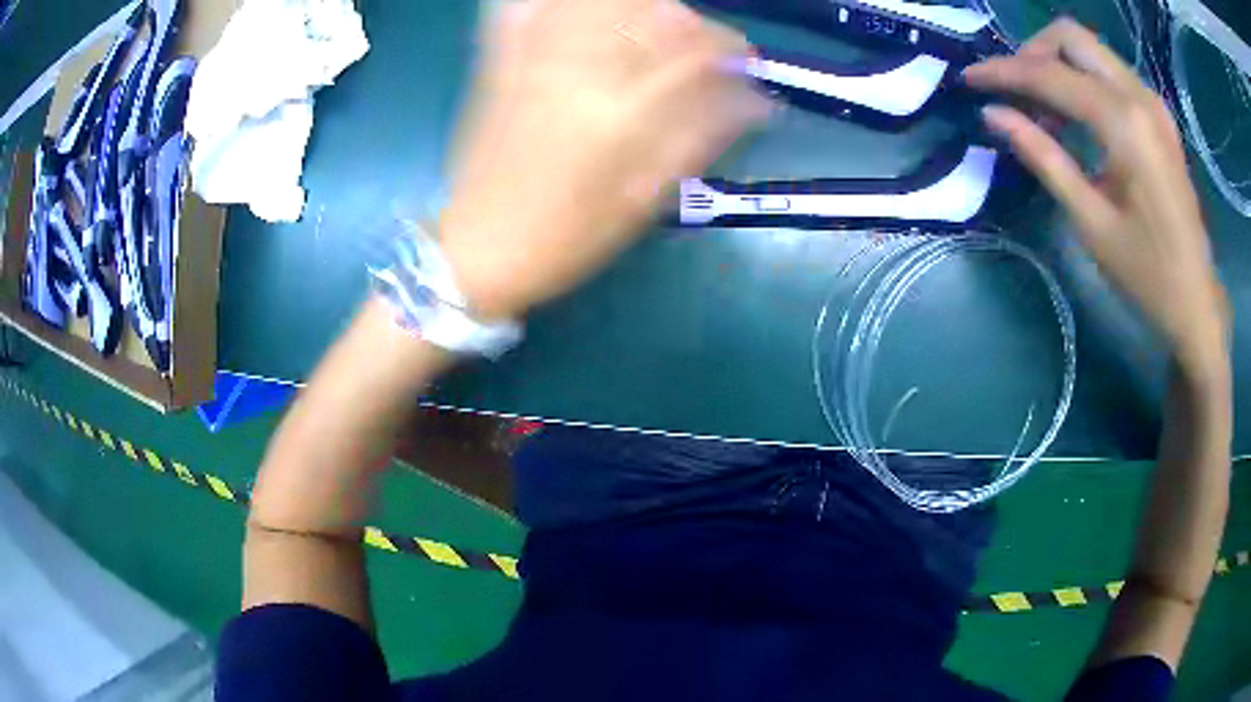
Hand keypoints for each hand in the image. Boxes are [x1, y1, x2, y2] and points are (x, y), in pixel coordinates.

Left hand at [438, 0, 769, 319]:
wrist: (479, 247)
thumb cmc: (568, 237)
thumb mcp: (645, 198)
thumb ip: (701, 138)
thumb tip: (756, 101)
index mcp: (622, 111)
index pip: (696, 49)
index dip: (731, 46)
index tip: (744, 60)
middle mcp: (579, 68)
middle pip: (651, 10)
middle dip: (688, 21)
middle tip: (697, 46)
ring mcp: (533, 57)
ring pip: (599, 1)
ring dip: (637, 6)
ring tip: (646, 28)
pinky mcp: (499, 60)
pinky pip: (525, 6)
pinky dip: (555, 2)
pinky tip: (582, 14)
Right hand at [963, 19, 1228, 377]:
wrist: (1197, 303)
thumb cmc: (1146, 275)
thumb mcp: (1090, 221)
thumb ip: (1043, 156)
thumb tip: (993, 114)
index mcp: (1123, 123)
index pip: (1050, 74)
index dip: (1004, 72)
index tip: (970, 79)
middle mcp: (1138, 95)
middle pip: (1070, 37)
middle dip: (1033, 54)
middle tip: (1013, 92)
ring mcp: (1152, 101)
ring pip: (1090, 49)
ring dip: (1058, 65)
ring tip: (1042, 109)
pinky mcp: (1158, 114)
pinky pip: (1110, 71)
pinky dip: (1084, 79)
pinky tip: (1076, 116)